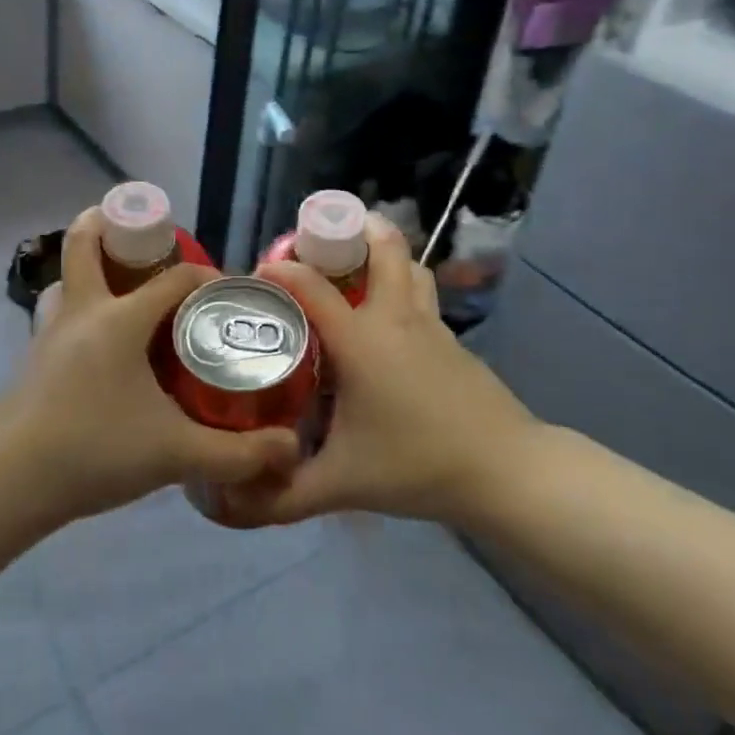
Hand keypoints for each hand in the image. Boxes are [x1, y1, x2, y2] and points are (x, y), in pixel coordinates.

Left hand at [0, 208, 299, 524]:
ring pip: (66, 279)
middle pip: (85, 243)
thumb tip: (288, 450)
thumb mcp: (175, 454)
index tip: (229, 295)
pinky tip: (98, 347)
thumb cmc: (95, 451)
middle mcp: (82, 312)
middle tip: (146, 238)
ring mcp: (50, 333)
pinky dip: (79, 309)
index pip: (175, 278)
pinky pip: (58, 314)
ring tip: (120, 287)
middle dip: (110, 224)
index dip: (208, 278)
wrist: (11, 481)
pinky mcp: (33, 358)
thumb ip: (237, 453)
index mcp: (120, 320)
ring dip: (89, 270)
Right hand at [222, 215, 536, 528]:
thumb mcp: (340, 485)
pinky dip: (400, 287)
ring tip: (352, 270)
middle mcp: (394, 317)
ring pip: (408, 266)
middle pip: (380, 247)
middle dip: (349, 230)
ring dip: (381, 254)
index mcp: (360, 339)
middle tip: (316, 246)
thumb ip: (281, 496)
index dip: (280, 271)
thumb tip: (228, 505)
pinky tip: (386, 325)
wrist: (505, 471)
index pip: (310, 285)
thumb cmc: (416, 465)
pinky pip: (421, 295)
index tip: (257, 276)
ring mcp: (430, 324)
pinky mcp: (452, 340)